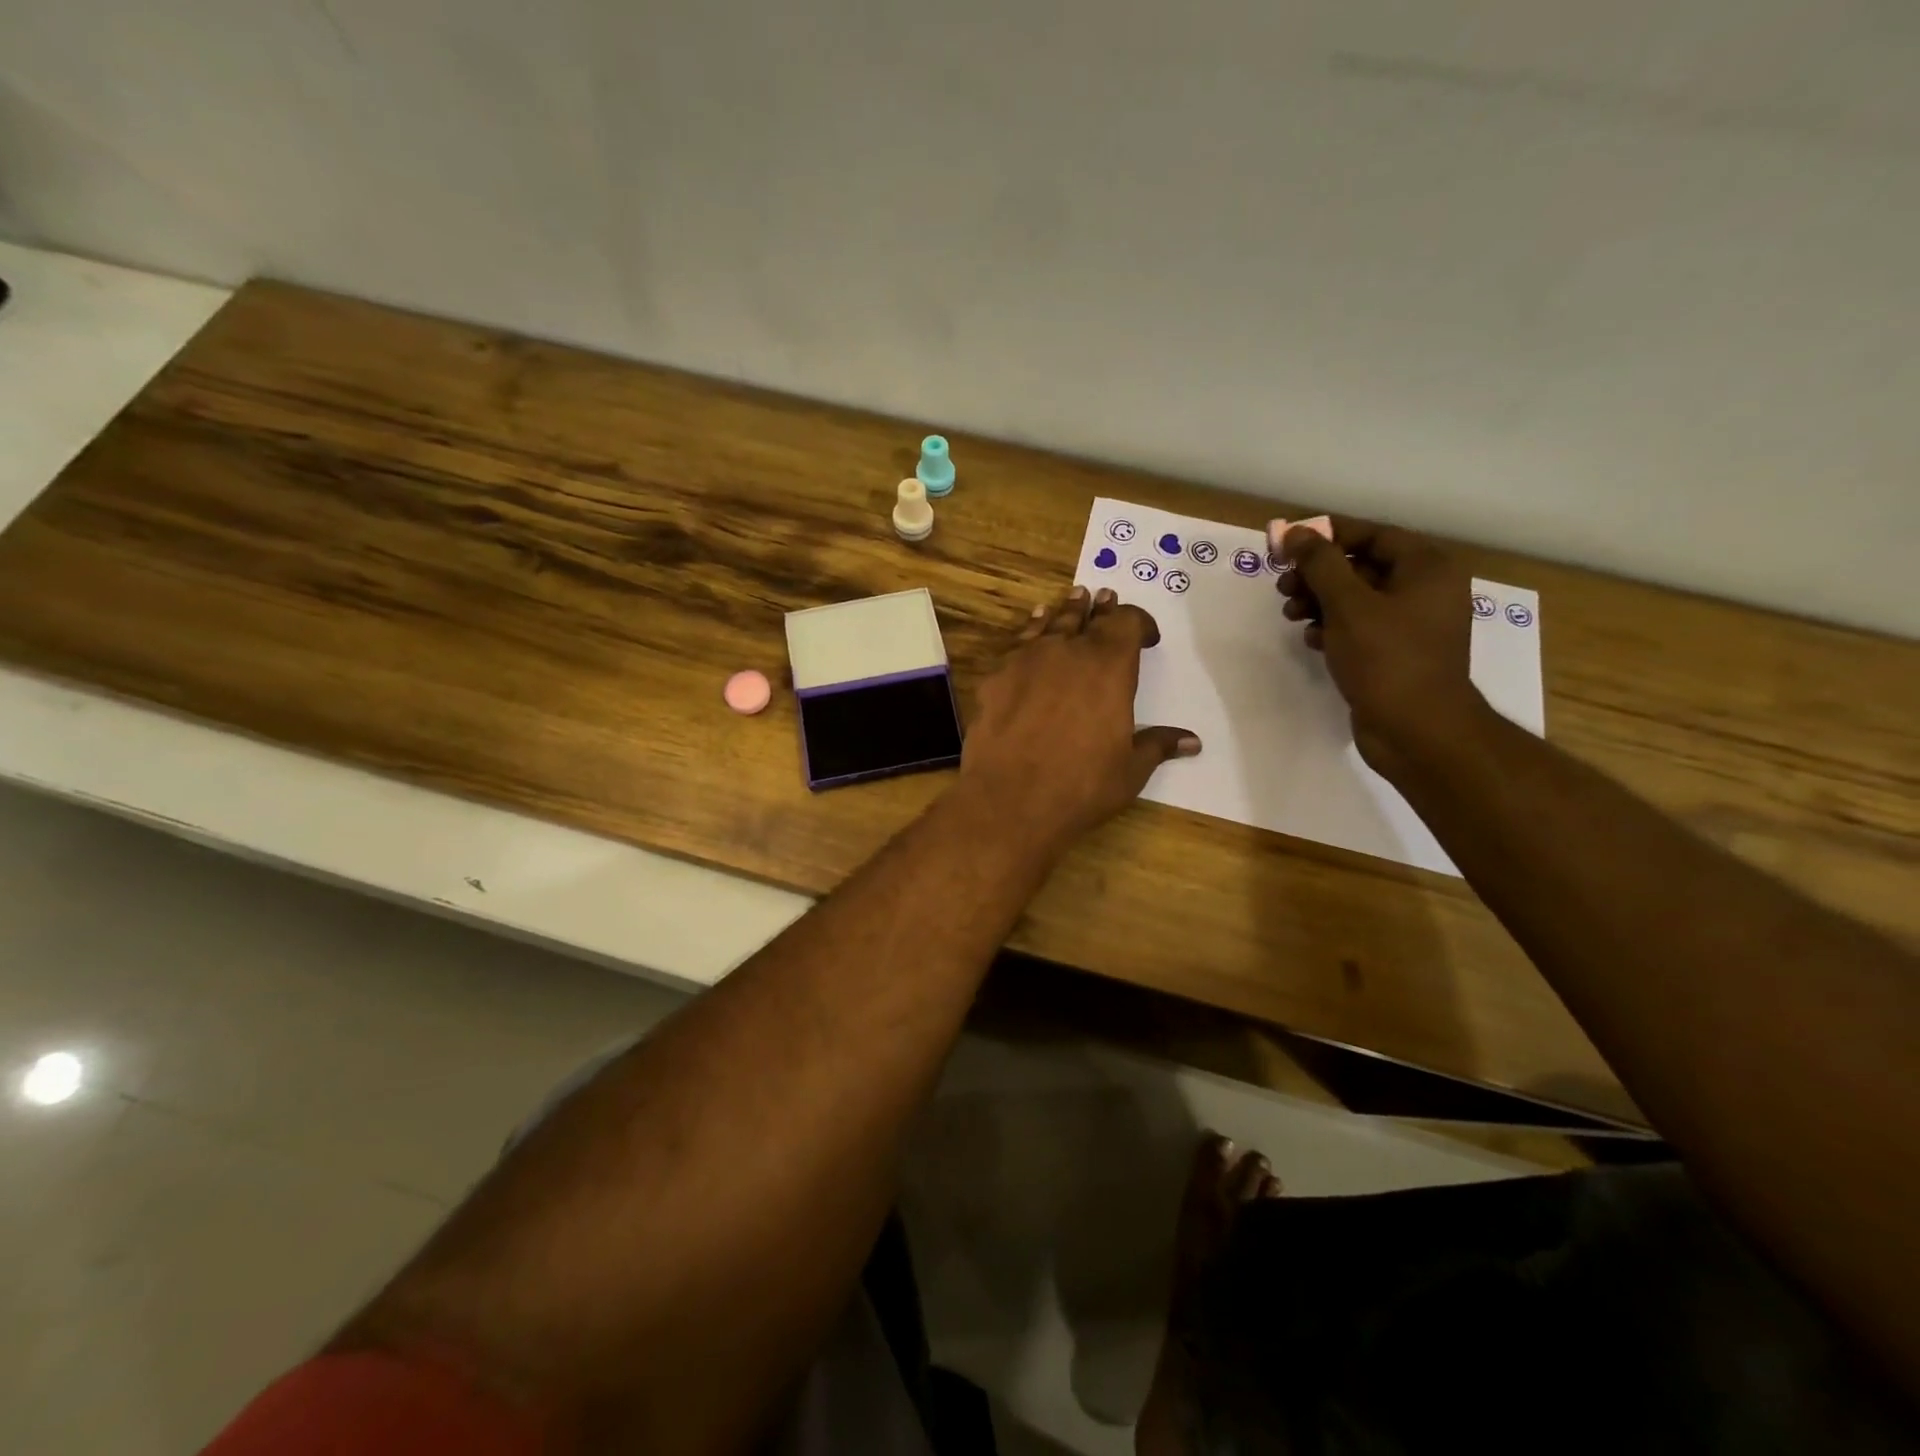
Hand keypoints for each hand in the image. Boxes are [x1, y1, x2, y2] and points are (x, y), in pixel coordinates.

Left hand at [960, 586, 1199, 853]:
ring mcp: (1026, 660)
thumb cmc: (1081, 786)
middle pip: (1087, 617)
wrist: (1009, 800)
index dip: (1139, 623)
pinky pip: (1018, 643)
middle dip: (1100, 609)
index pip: (1127, 623)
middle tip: (1104, 596)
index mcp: (1109, 667)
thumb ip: (1157, 745)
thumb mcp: (1129, 770)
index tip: (1147, 636)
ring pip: (1050, 624)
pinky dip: (1030, 630)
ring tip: (1072, 598)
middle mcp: (1068, 651)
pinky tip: (1031, 629)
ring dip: (1065, 611)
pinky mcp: (995, 676)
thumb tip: (1192, 741)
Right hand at [1277, 518, 1481, 775]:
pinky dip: (1333, 628)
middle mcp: (1425, 590)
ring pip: (1356, 599)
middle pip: (1361, 566)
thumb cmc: (1387, 659)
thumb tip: (1295, 533)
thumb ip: (1320, 564)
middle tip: (1282, 586)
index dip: (1328, 536)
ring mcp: (1412, 625)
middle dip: (1318, 574)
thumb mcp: (1348, 605)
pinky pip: (1359, 628)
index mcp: (1426, 568)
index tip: (1288, 545)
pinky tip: (1311, 639)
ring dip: (1319, 601)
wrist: (1417, 730)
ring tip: (1291, 614)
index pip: (1372, 535)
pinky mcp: (1396, 654)